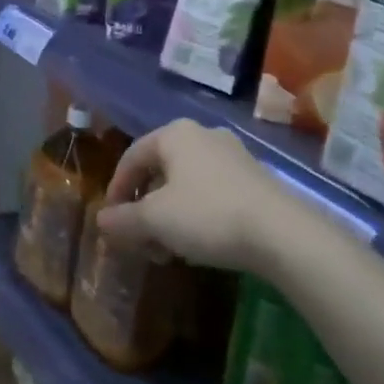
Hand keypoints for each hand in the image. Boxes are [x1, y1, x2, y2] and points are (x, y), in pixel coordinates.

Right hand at [96, 119, 288, 271]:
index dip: (117, 189)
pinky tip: (201, 243)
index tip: (112, 221)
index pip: (132, 156)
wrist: (281, 232)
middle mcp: (203, 135)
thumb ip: (124, 219)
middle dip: (146, 208)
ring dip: (170, 215)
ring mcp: (232, 154)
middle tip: (142, 240)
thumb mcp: (155, 221)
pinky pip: (212, 191)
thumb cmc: (207, 215)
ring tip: (170, 249)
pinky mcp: (255, 177)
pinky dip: (197, 214)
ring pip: (186, 183)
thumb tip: (101, 220)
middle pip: (160, 170)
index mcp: (174, 134)